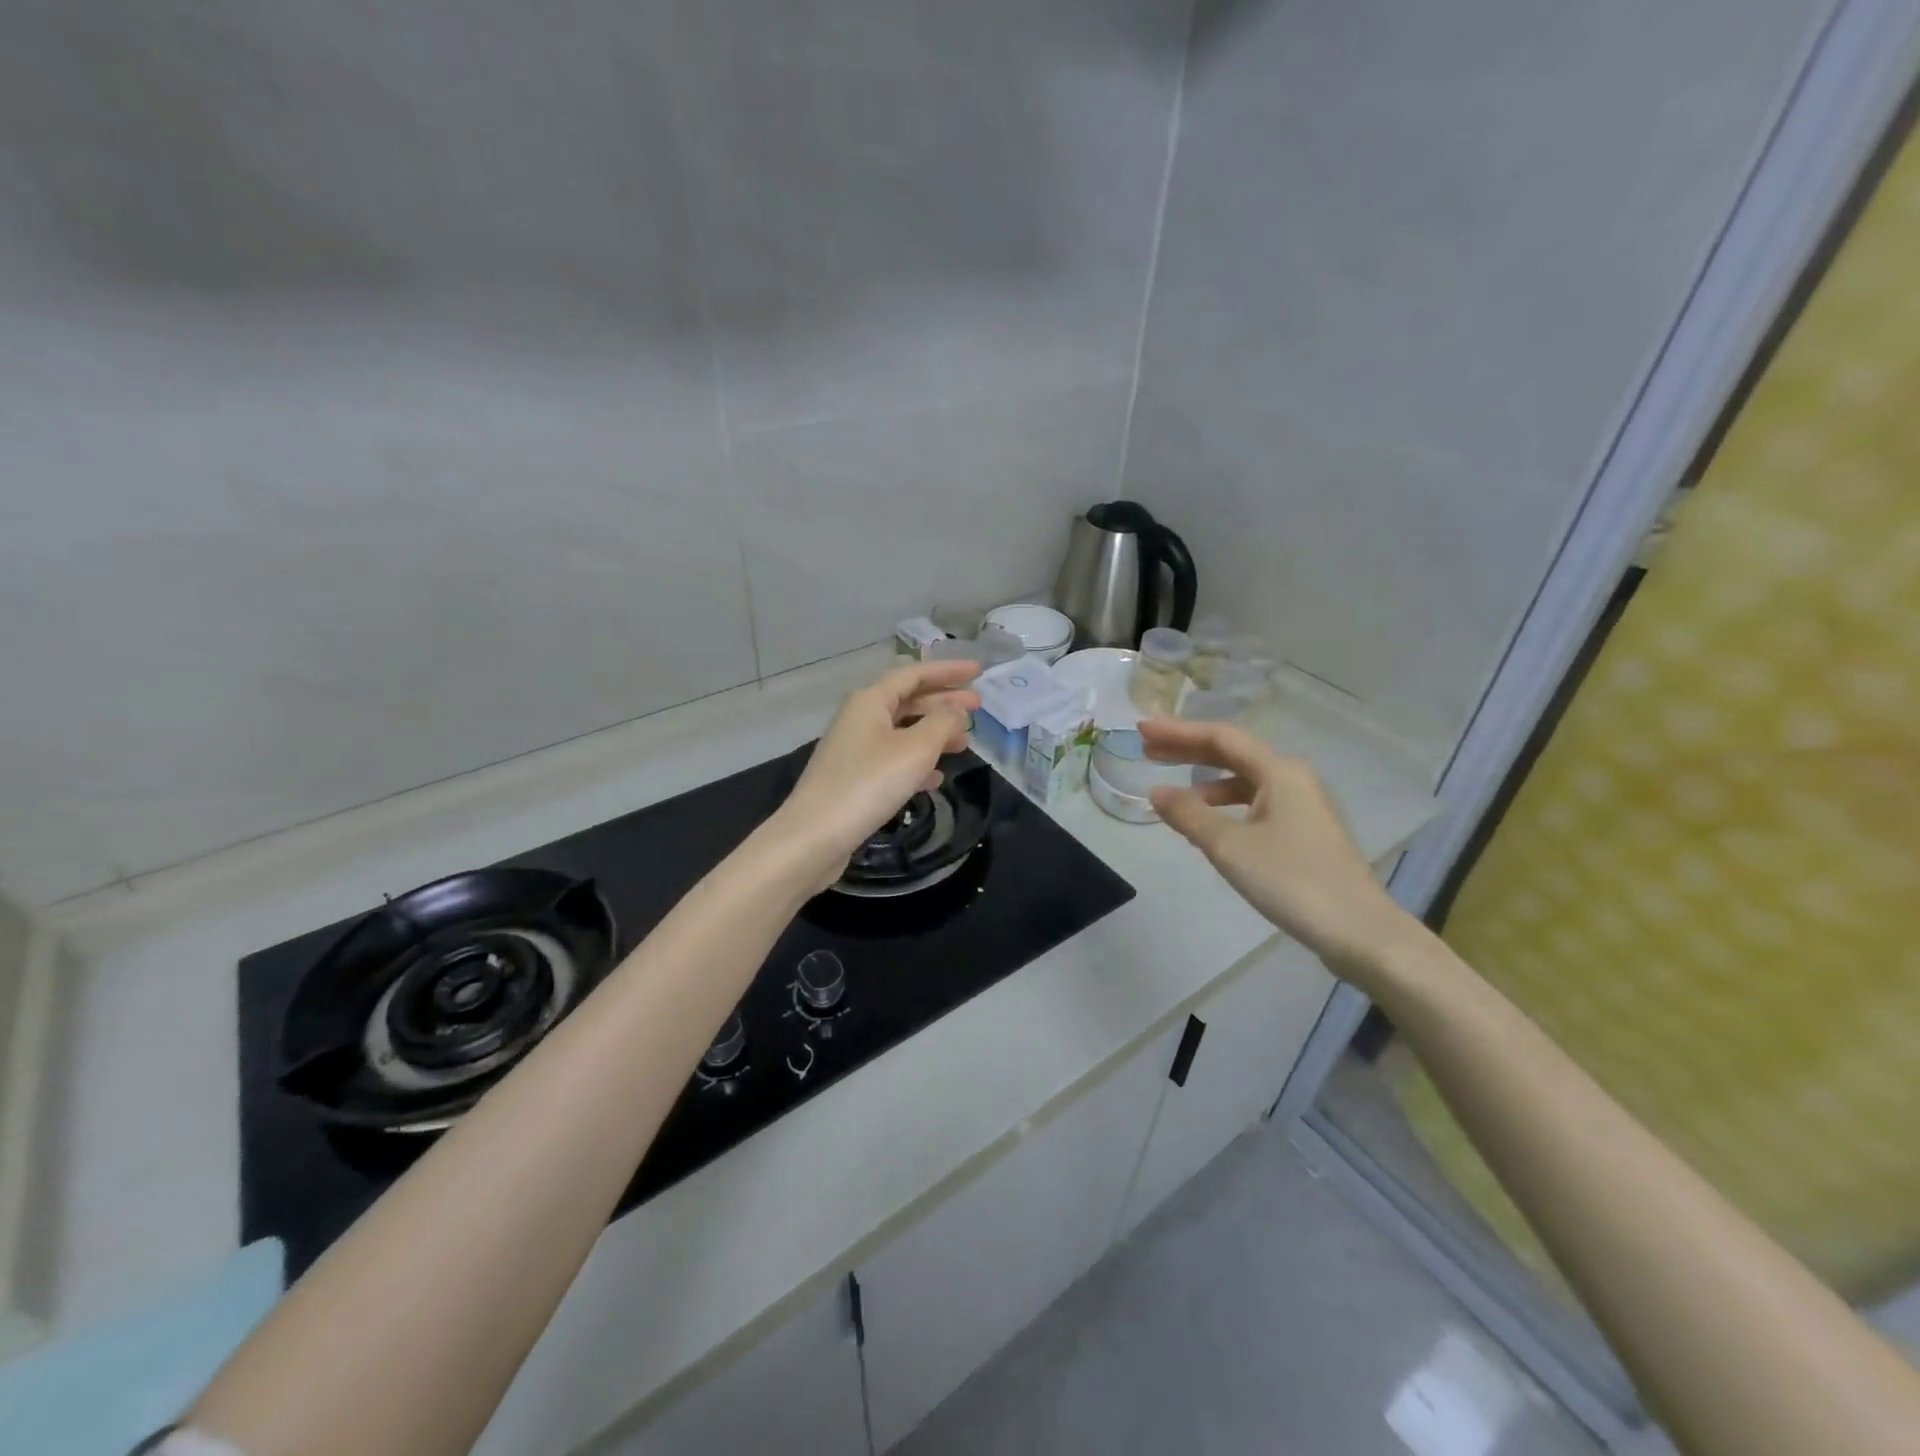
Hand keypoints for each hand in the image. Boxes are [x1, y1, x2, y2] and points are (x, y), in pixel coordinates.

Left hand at [769, 660, 981, 890]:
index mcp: (870, 701)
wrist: (815, 836)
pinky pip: (892, 760)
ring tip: (965, 744)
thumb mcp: (916, 749)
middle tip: (979, 706)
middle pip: (908, 701)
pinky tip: (936, 778)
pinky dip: (916, 763)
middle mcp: (860, 718)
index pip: (914, 674)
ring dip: (934, 734)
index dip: (947, 671)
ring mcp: (854, 749)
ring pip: (902, 731)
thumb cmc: (868, 784)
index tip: (978, 671)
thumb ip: (942, 723)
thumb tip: (956, 710)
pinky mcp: (853, 779)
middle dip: (944, 702)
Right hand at [1139, 718, 1418, 981]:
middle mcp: (1292, 778)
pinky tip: (1206, 825)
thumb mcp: (1230, 847)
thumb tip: (1156, 791)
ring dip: (1204, 782)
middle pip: (1232, 753)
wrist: (1359, 931)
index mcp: (1279, 771)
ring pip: (1243, 781)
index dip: (1177, 731)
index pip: (1220, 737)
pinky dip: (1224, 806)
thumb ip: (1189, 815)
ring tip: (1170, 795)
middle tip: (1146, 751)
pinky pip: (1254, 803)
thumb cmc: (1292, 881)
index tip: (1141, 730)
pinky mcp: (1304, 831)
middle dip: (1187, 750)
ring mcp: (1301, 805)